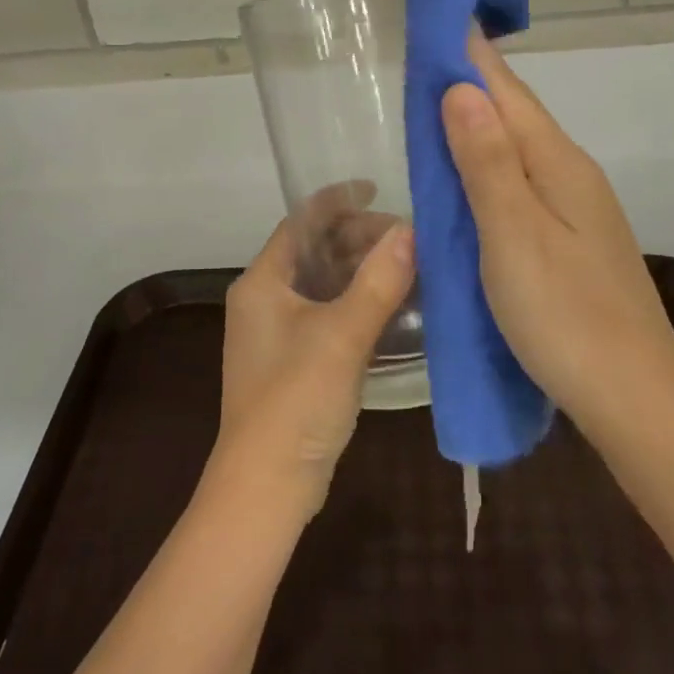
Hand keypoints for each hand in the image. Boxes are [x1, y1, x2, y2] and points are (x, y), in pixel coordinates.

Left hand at [213, 199, 414, 519]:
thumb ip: (377, 282)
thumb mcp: (342, 336)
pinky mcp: (293, 360)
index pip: (300, 221)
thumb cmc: (296, 400)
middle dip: (357, 237)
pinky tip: (393, 306)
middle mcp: (263, 299)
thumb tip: (411, 231)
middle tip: (407, 236)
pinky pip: (328, 313)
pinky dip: (357, 302)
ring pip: (323, 283)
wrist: (267, 486)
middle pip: (313, 250)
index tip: (378, 187)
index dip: (337, 200)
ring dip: (360, 270)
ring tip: (408, 264)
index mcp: (262, 282)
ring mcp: (277, 332)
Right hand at [440, 36, 673, 440]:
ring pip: (517, 149)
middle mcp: (571, 175)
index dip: (471, 54)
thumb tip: (462, 88)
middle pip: (514, 114)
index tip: (439, 17)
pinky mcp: (570, 241)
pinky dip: (488, 165)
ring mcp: (576, 210)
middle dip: (472, 82)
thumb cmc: (565, 316)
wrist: (635, 399)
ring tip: (434, 105)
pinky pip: (521, 183)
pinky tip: (470, 175)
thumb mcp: (514, 235)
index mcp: (558, 164)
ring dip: (478, 123)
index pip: (507, 91)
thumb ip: (487, 162)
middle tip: (423, 56)